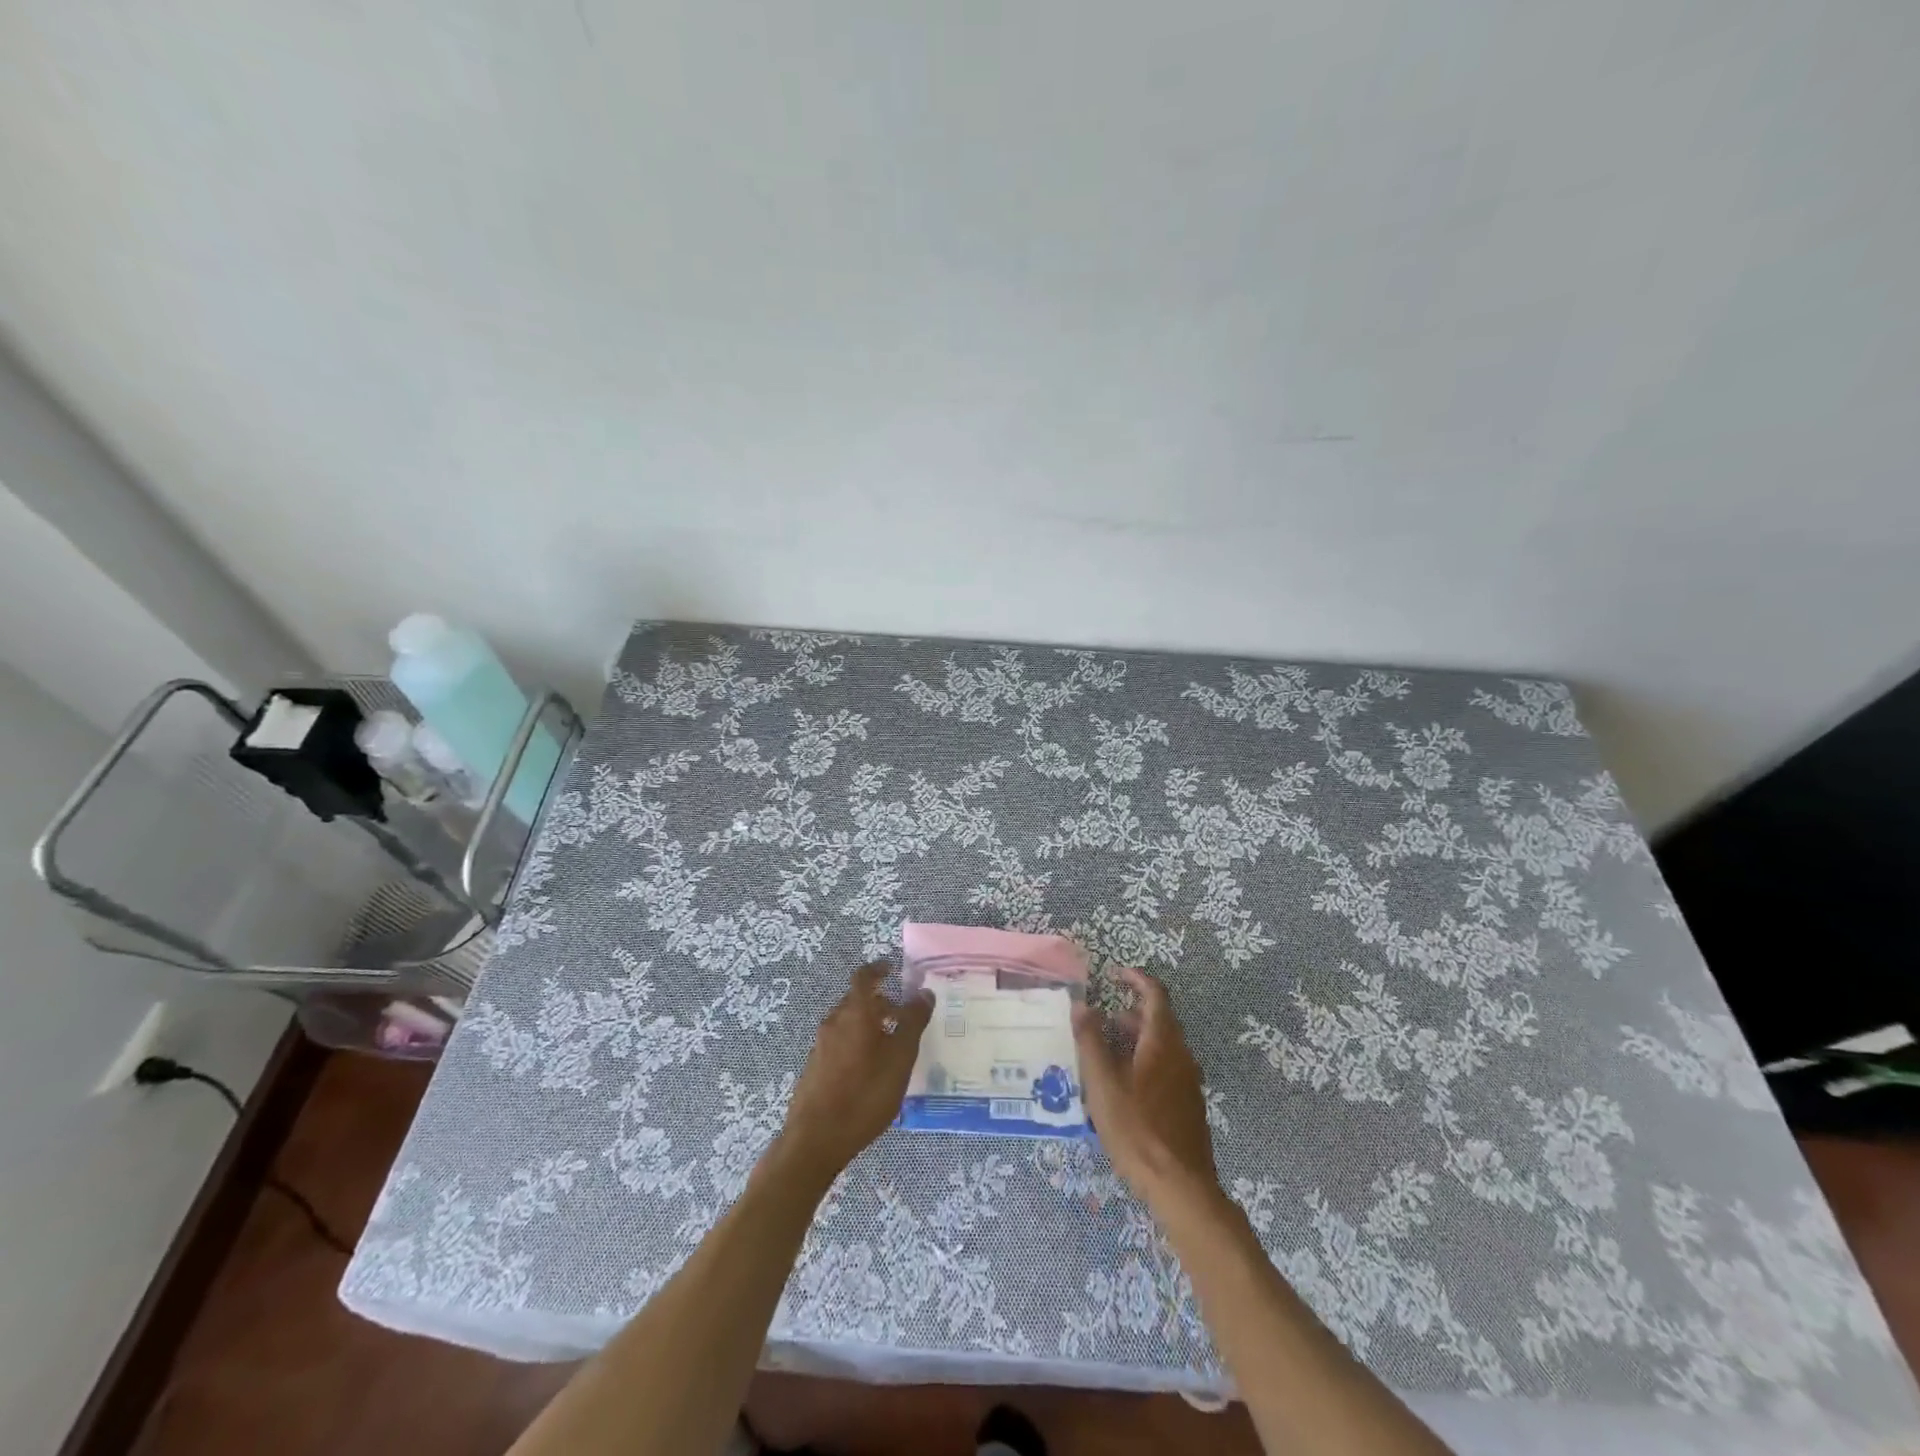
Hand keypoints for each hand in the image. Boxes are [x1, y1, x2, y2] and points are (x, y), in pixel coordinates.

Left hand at [776, 961, 934, 1183]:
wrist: (815, 1139)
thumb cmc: (865, 1093)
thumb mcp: (900, 1058)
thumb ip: (913, 1022)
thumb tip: (924, 992)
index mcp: (855, 1012)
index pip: (864, 977)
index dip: (878, 969)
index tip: (892, 969)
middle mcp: (834, 1022)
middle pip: (856, 1001)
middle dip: (879, 1003)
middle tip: (902, 1015)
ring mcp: (821, 1045)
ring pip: (848, 1023)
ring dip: (868, 1025)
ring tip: (891, 1046)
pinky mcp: (814, 1068)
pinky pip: (839, 1043)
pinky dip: (857, 1044)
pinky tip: (870, 1071)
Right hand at [1073, 966, 1219, 1206]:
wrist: (1180, 1186)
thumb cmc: (1137, 1129)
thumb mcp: (1103, 1084)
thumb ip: (1090, 1041)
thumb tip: (1081, 1005)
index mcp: (1163, 1042)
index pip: (1155, 994)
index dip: (1136, 979)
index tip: (1114, 973)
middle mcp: (1181, 1055)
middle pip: (1159, 1019)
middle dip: (1129, 1012)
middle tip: (1101, 1019)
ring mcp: (1188, 1081)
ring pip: (1162, 1045)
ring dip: (1135, 1038)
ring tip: (1105, 1052)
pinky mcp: (1187, 1104)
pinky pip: (1165, 1067)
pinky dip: (1144, 1060)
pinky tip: (1123, 1085)